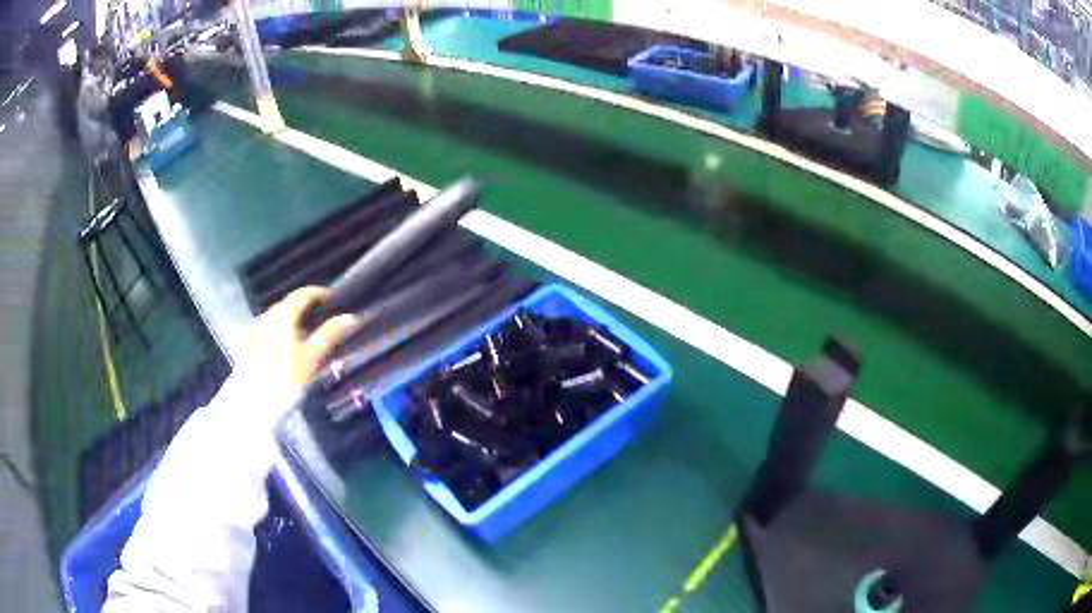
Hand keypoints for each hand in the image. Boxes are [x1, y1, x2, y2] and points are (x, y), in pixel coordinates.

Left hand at [244, 286, 359, 390]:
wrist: (254, 403)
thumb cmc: (286, 378)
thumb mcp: (312, 358)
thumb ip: (330, 335)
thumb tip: (350, 317)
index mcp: (283, 315)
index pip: (303, 294)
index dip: (320, 294)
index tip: (334, 299)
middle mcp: (267, 317)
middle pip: (288, 304)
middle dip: (305, 307)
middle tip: (322, 317)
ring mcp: (255, 331)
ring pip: (276, 317)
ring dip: (291, 320)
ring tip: (305, 333)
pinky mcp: (249, 346)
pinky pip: (267, 330)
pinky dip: (279, 332)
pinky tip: (285, 347)